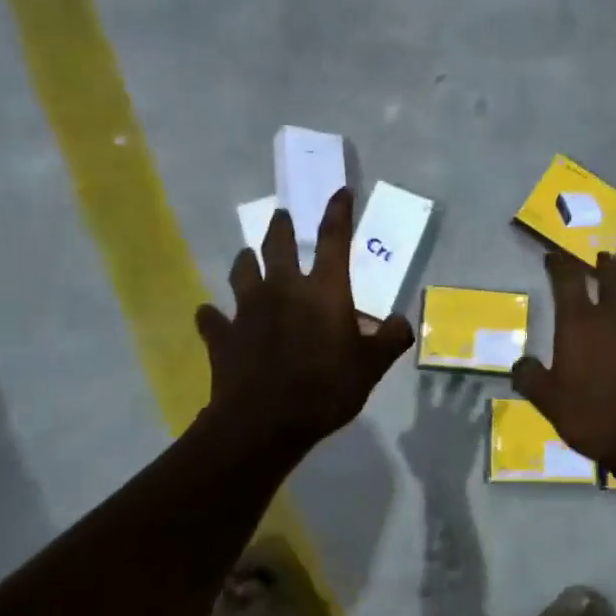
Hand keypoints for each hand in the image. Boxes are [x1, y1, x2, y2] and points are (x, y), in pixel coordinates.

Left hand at [196, 188, 413, 457]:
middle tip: (282, 216)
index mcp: (323, 291)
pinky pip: (212, 319)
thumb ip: (390, 340)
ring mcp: (246, 309)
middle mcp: (282, 288)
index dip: (338, 212)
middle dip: (281, 226)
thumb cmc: (325, 388)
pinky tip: (212, 316)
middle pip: (278, 244)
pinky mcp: (222, 335)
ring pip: (242, 271)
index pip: (333, 240)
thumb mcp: (371, 368)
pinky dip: (214, 316)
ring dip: (246, 261)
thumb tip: (404, 322)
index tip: (340, 192)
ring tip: (248, 256)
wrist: (263, 422)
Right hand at [511, 250, 615, 479]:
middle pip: (615, 276)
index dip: (560, 265)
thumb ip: (531, 378)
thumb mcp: (548, 403)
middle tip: (601, 261)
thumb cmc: (594, 419)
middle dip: (605, 265)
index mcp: (582, 323)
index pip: (568, 280)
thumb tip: (520, 364)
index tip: (554, 258)